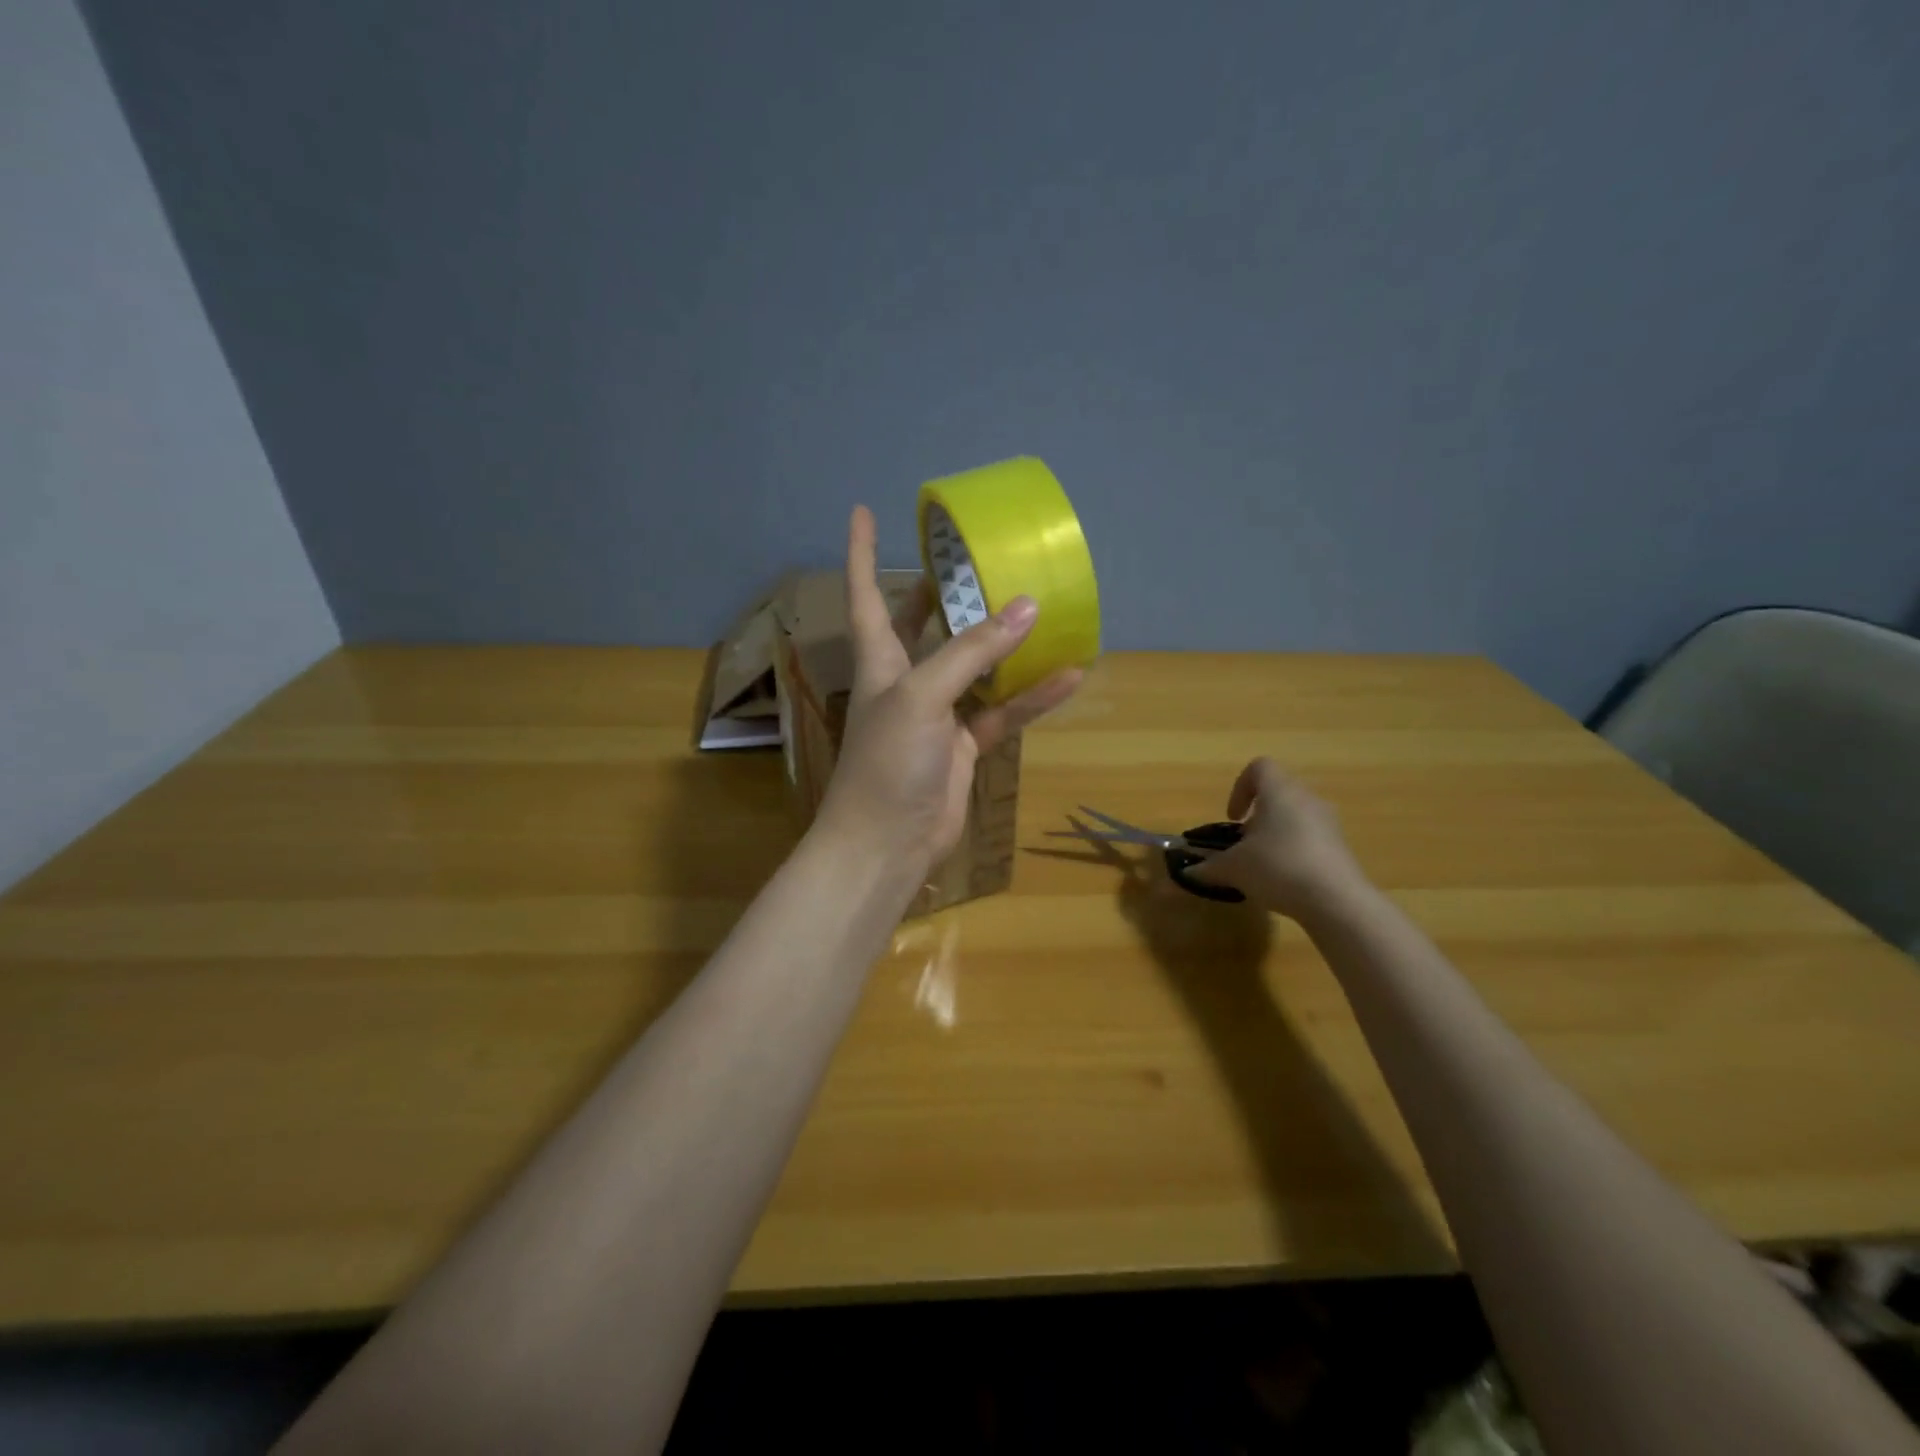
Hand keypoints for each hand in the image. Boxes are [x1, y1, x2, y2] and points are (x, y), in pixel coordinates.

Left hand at [815, 506, 1081, 874]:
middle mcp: (906, 681)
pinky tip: (1070, 675)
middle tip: (968, 558)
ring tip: (1040, 606)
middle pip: (921, 625)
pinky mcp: (963, 747)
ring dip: (1004, 644)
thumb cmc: (887, 762)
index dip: (860, 553)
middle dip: (938, 592)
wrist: (887, 845)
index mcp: (879, 661)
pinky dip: (1031, 698)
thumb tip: (1026, 607)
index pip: (865, 595)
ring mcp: (937, 715)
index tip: (863, 511)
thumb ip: (972, 653)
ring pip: (975, 669)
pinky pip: (1002, 712)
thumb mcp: (923, 697)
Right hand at [1189, 758, 1371, 920]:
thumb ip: (1208, 867)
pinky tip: (1286, 880)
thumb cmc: (1277, 867)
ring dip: (1276, 833)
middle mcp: (1307, 798)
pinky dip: (1295, 850)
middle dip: (1257, 816)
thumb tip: (1188, 873)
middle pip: (1278, 793)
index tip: (1232, 818)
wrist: (1336, 901)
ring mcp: (1329, 822)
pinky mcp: (1342, 847)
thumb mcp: (1234, 868)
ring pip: (1296, 816)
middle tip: (1244, 844)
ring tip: (1263, 864)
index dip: (1240, 788)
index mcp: (1280, 791)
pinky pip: (1312, 838)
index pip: (1259, 768)